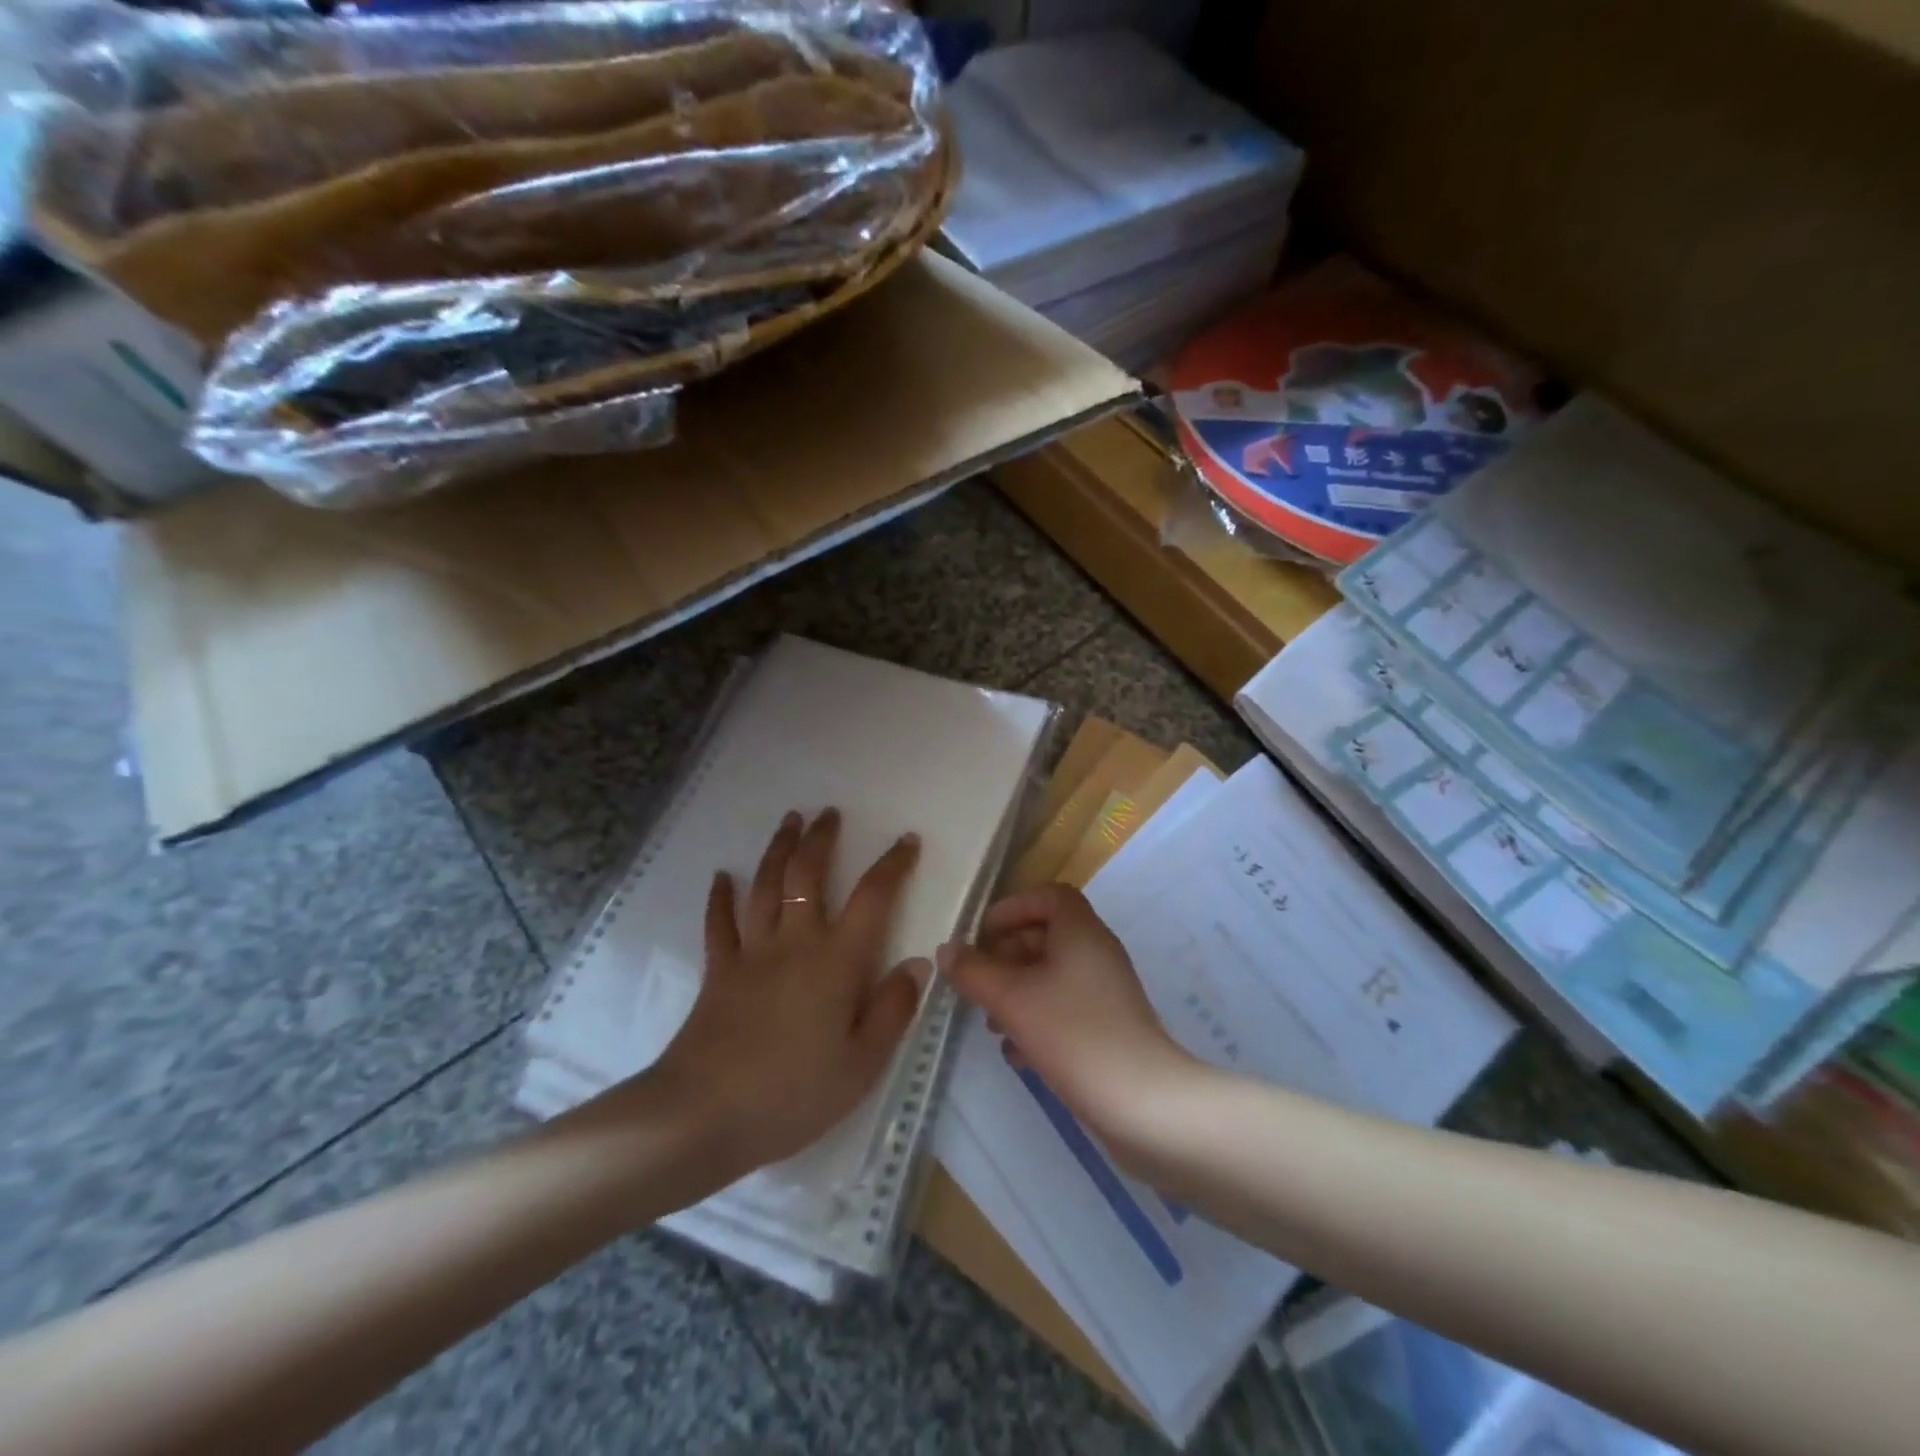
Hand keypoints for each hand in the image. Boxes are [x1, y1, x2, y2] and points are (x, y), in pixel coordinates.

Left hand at [649, 808, 928, 1177]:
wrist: (704, 1115)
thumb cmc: (793, 1093)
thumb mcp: (862, 1064)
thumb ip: (893, 1010)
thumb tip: (917, 963)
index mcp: (836, 961)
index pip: (872, 898)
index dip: (892, 864)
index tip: (907, 840)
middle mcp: (795, 943)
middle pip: (807, 875)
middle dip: (821, 839)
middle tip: (829, 813)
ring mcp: (751, 953)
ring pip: (765, 886)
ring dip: (778, 849)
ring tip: (789, 821)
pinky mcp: (718, 972)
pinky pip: (719, 924)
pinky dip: (721, 897)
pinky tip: (722, 877)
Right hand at [941, 883, 1198, 1139]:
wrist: (1141, 1102)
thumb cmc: (1073, 1034)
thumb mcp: (1012, 998)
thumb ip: (974, 971)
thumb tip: (946, 950)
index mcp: (1080, 931)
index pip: (1048, 896)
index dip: (1013, 908)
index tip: (982, 934)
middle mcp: (1096, 952)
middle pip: (1046, 936)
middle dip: (1006, 956)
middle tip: (977, 982)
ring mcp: (1105, 991)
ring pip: (1052, 976)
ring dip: (1017, 991)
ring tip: (991, 1023)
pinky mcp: (1108, 1026)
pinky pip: (1065, 1007)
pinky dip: (1037, 1019)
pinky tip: (1017, 1053)